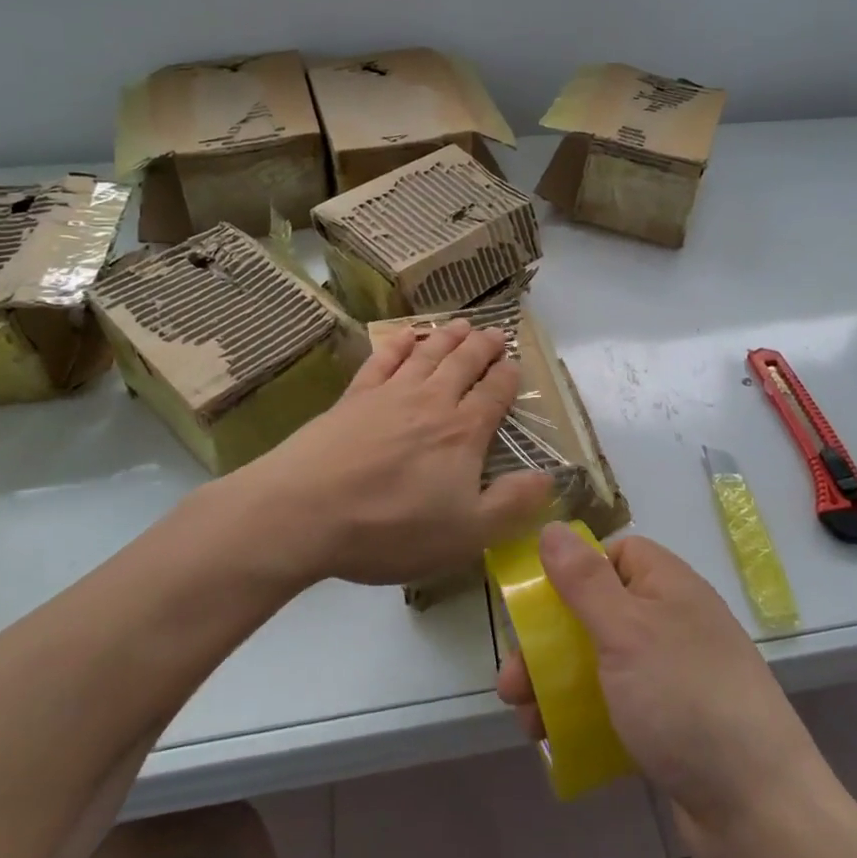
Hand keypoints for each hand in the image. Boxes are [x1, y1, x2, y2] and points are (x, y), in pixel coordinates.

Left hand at [251, 319, 552, 586]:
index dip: (508, 378)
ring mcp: (390, 394)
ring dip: (448, 337)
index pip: (494, 394)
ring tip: (462, 324)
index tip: (515, 366)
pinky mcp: (354, 396)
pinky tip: (406, 335)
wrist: (306, 512)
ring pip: (428, 354)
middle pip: (464, 364)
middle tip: (496, 333)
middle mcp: (432, 401)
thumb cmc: (392, 528)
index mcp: (463, 432)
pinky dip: (398, 343)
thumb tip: (550, 476)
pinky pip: (382, 359)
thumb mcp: (466, 534)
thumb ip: (512, 504)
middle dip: (484, 347)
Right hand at [497, 527, 829, 857]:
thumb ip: (584, 580)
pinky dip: (586, 717)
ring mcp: (674, 675)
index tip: (541, 605)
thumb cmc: (683, 698)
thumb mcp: (625, 630)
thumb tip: (551, 527)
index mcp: (668, 584)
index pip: (616, 554)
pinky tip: (557, 742)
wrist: (757, 807)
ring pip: (603, 663)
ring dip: (558, 686)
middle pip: (599, 613)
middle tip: (512, 682)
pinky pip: (619, 705)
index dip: (576, 573)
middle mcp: (673, 621)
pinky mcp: (672, 724)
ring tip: (525, 722)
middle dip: (550, 644)